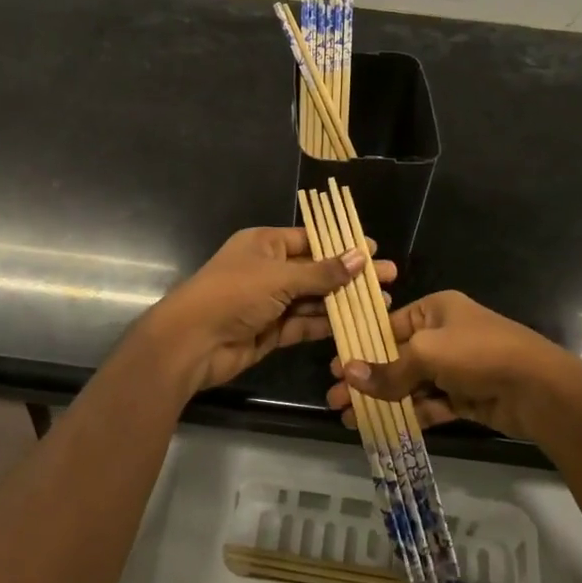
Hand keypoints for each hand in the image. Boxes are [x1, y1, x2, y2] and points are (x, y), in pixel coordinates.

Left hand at [139, 227, 397, 394]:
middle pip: (316, 270)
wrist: (192, 343)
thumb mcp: (280, 277)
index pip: (310, 240)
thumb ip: (322, 272)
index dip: (342, 245)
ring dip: (343, 302)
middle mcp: (268, 270)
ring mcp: (269, 302)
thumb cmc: (233, 294)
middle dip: (350, 276)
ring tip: (383, 303)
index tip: (374, 250)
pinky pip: (304, 324)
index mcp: (265, 244)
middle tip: (389, 279)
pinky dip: (326, 324)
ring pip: (313, 299)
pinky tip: (356, 323)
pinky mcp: (271, 331)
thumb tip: (362, 257)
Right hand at [325, 290, 581, 439]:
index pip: (389, 325)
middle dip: (366, 378)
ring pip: (410, 384)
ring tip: (349, 417)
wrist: (539, 389)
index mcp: (435, 310)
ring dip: (382, 400)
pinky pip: (429, 404)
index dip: (361, 346)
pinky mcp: (465, 397)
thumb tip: (347, 374)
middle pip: (396, 357)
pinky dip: (408, 414)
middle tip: (335, 398)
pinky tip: (382, 427)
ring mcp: (456, 368)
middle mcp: (444, 335)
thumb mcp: (427, 354)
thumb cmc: (479, 353)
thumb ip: (388, 369)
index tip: (335, 367)